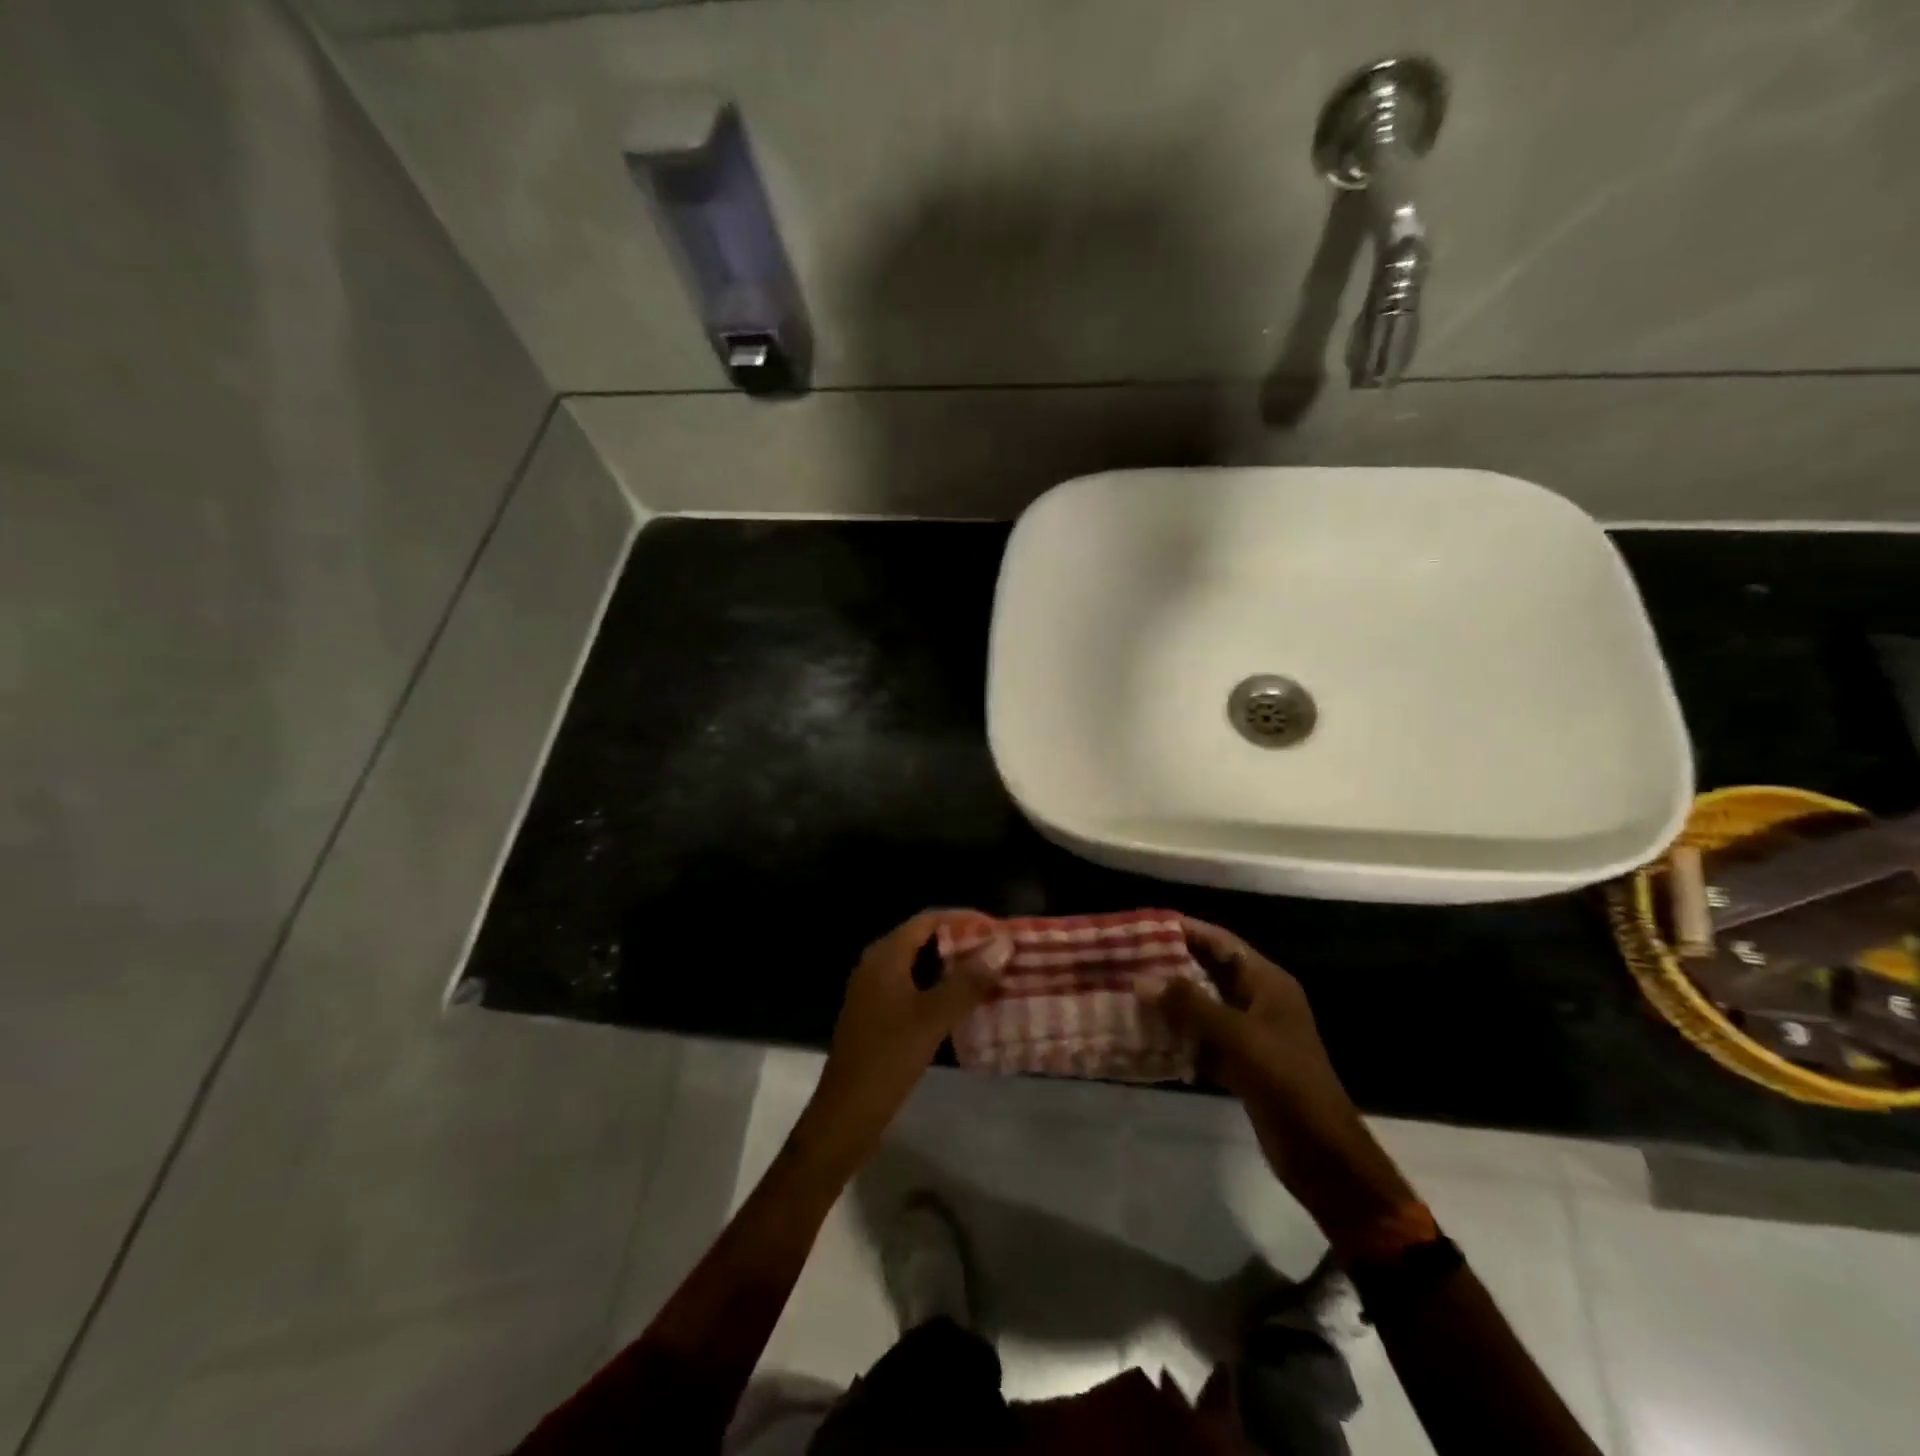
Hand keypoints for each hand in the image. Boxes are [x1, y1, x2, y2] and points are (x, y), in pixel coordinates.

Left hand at [798, 912, 1011, 1167]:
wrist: (846, 1115)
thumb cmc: (887, 1058)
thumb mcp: (932, 1017)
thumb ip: (967, 980)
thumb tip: (1002, 944)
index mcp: (885, 956)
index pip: (928, 919)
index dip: (963, 919)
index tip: (997, 928)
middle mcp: (877, 965)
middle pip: (924, 940)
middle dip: (962, 943)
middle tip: (1000, 953)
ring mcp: (876, 992)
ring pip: (920, 966)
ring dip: (953, 968)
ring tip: (991, 976)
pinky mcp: (879, 1016)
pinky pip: (915, 989)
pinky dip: (941, 990)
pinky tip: (966, 1005)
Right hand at [1144, 917, 1413, 1237]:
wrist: (1322, 1154)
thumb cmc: (1286, 1081)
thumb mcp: (1237, 1037)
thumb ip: (1189, 1005)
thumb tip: (1142, 979)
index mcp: (1267, 983)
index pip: (1221, 942)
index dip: (1185, 930)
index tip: (1143, 925)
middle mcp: (1258, 1002)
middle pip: (1209, 972)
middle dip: (1171, 965)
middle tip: (1127, 958)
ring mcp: (1250, 1035)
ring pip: (1203, 1007)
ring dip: (1170, 1002)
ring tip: (1128, 991)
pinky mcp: (1241, 1065)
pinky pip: (1203, 1040)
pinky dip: (1178, 1037)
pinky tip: (1146, 1036)